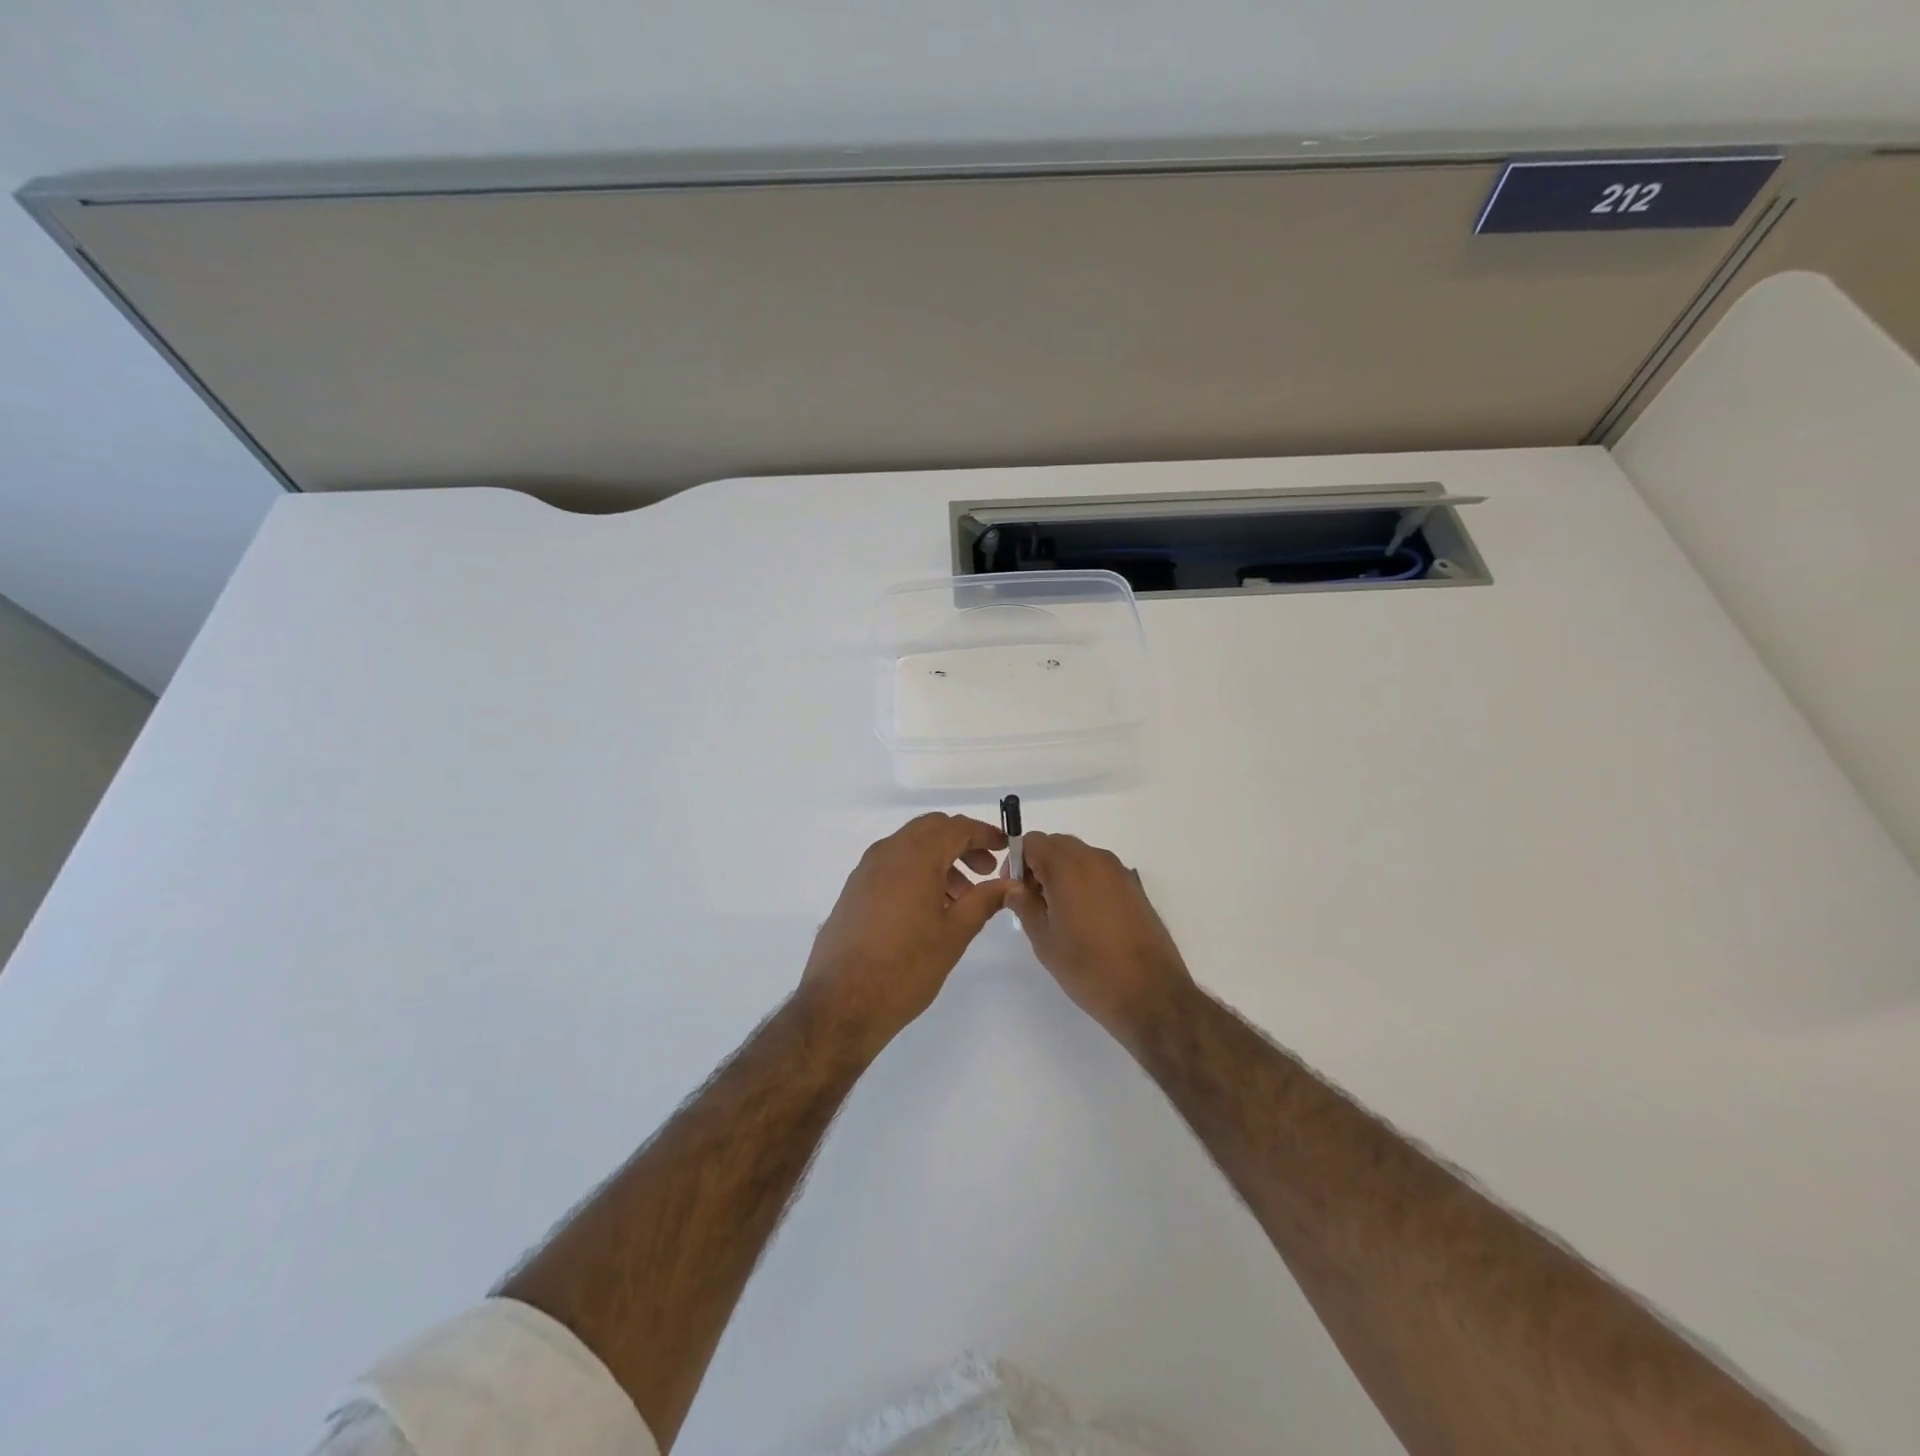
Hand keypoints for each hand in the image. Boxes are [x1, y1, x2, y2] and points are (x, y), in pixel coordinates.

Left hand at [801, 814, 1012, 1053]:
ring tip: (961, 897)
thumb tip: (1010, 884)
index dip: (985, 834)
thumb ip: (984, 901)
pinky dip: (917, 871)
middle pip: (932, 829)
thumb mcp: (954, 934)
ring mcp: (866, 870)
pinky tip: (929, 908)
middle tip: (985, 871)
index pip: (957, 828)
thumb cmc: (905, 967)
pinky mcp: (854, 889)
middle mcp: (888, 852)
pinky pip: (892, 865)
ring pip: (911, 846)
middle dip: (962, 843)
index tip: (1006, 848)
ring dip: (940, 859)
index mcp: (915, 856)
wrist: (841, 1002)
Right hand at [1007, 833, 1195, 1052]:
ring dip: (1063, 872)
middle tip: (1033, 901)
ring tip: (1058, 912)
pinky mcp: (1135, 888)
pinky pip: (1100, 872)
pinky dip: (1085, 882)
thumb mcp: (1045, 940)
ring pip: (1081, 857)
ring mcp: (1120, 872)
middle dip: (1040, 864)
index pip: (1034, 842)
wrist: (1150, 994)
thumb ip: (1025, 906)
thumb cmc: (1088, 968)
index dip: (1018, 861)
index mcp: (1069, 867)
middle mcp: (1096, 859)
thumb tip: (1014, 887)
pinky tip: (1085, 918)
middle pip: (1058, 844)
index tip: (1014, 890)